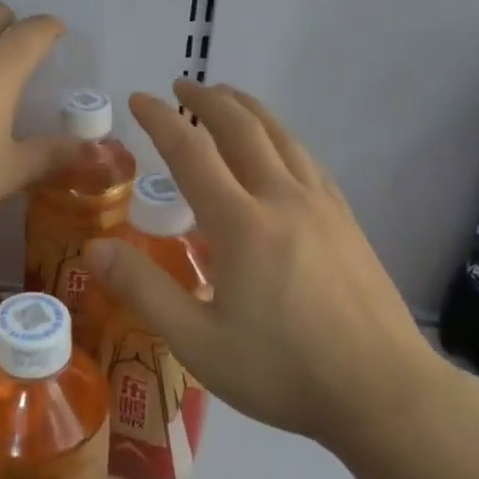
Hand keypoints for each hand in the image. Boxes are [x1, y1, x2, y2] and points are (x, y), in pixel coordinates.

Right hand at [84, 80, 448, 449]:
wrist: (385, 392)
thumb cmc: (284, 372)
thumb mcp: (199, 344)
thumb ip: (144, 290)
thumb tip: (94, 248)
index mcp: (242, 223)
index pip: (192, 153)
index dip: (161, 121)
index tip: (139, 98)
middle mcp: (282, 199)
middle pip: (242, 129)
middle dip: (207, 101)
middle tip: (182, 86)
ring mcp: (322, 206)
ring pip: (281, 137)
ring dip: (249, 110)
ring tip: (228, 98)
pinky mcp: (347, 221)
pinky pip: (308, 161)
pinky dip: (283, 138)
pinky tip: (281, 149)